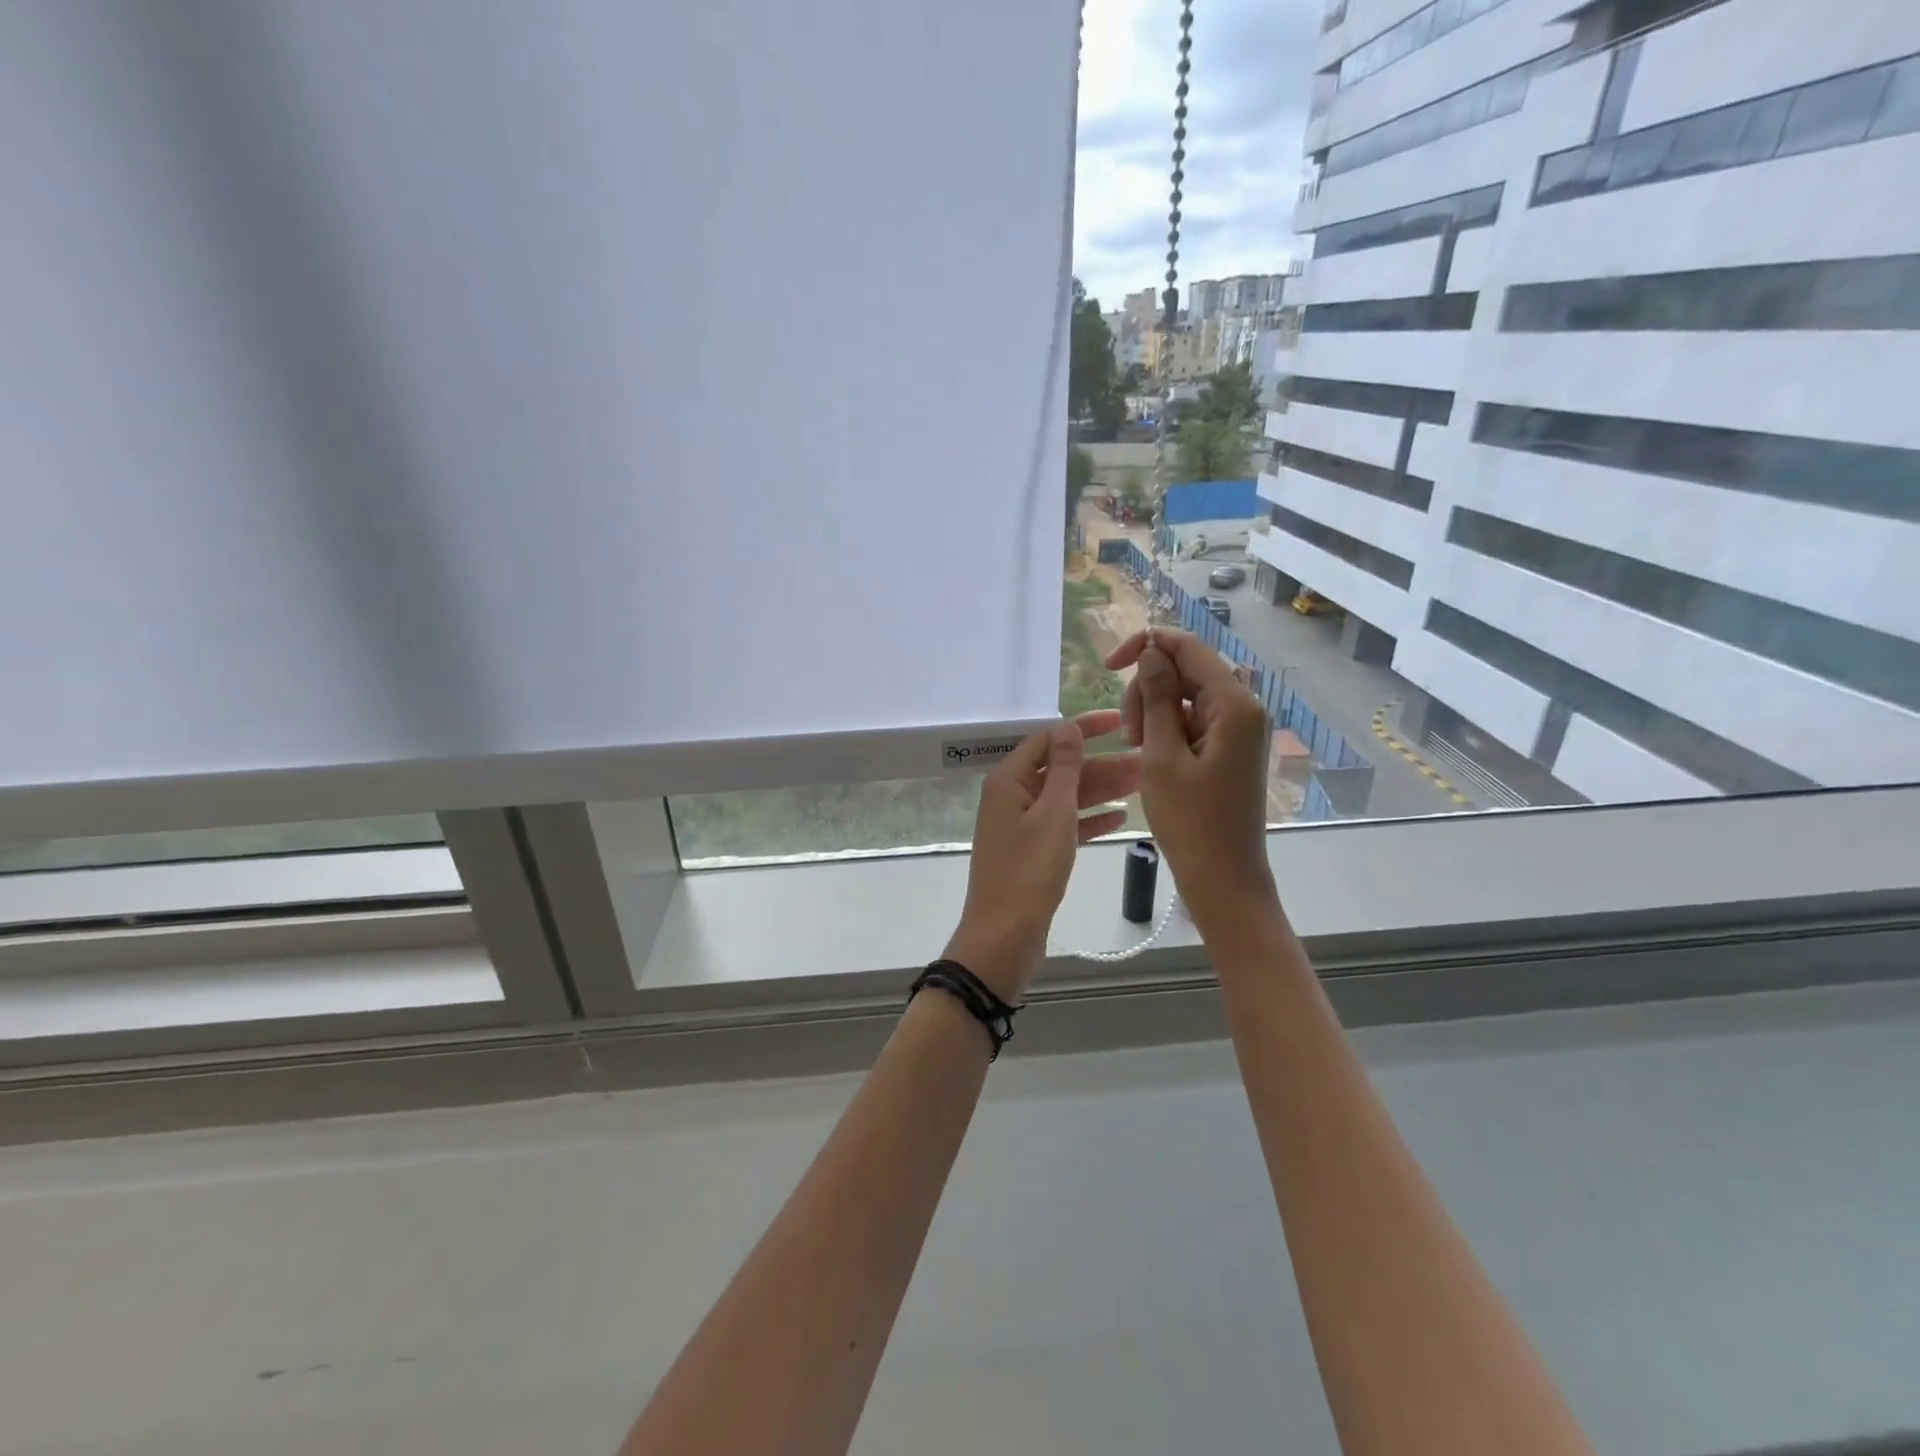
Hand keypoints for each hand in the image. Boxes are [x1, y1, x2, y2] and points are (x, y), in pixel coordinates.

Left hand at [944, 709, 1140, 1000]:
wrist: (1004, 937)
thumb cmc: (1029, 871)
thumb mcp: (1053, 813)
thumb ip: (1063, 768)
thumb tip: (1067, 727)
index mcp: (1008, 780)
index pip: (1048, 739)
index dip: (1083, 728)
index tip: (1121, 722)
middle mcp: (1011, 797)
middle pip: (1060, 769)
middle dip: (1102, 764)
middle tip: (1146, 762)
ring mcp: (1020, 826)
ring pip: (1065, 798)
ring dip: (1101, 791)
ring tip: (1144, 785)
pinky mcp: (1031, 852)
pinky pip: (1063, 826)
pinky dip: (1089, 820)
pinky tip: (1122, 818)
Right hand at [1105, 628, 1278, 943]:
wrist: (1224, 879)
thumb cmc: (1191, 822)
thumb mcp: (1162, 756)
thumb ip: (1157, 698)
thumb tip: (1151, 652)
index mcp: (1234, 704)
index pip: (1188, 647)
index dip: (1146, 646)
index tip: (1108, 666)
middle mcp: (1244, 707)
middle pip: (1185, 670)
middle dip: (1148, 690)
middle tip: (1129, 735)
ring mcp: (1239, 728)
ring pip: (1185, 695)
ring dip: (1154, 712)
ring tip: (1137, 750)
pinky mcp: (1230, 747)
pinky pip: (1193, 719)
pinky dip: (1167, 730)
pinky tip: (1152, 756)